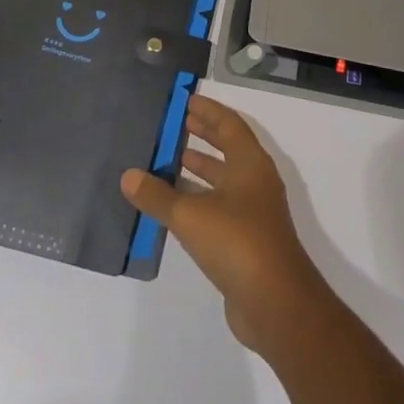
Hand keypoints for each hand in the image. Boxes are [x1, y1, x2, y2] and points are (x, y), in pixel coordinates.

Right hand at [121, 94, 329, 355]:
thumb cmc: (237, 242)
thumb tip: (128, 176)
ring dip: (198, 168)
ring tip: (167, 159)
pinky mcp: (245, 241)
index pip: (229, 125)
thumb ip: (158, 196)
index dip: (209, 111)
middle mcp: (255, 182)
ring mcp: (252, 213)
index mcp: (250, 164)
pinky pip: (217, 207)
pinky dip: (197, 199)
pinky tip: (172, 206)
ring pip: (222, 180)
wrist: (275, 303)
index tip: (186, 100)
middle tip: (174, 124)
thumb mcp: (190, 215)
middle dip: (203, 135)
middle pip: (228, 149)